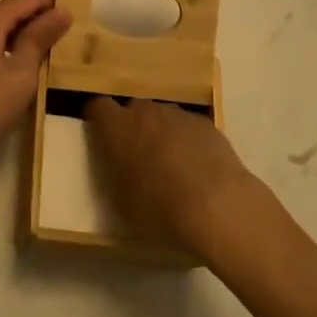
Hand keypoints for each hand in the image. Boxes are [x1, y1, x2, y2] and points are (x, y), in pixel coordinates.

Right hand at [84, 97, 272, 262]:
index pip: (97, 106)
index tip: (99, 135)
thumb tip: (118, 165)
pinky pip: (187, 127)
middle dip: (132, 127)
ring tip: (171, 165)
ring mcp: (178, 114)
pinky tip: (197, 168)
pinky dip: (187, 140)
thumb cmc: (161, 209)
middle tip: (137, 156)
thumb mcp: (123, 202)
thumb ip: (116, 173)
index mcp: (118, 128)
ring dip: (161, 132)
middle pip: (132, 109)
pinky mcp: (205, 123)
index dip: (97, 119)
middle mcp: (145, 112)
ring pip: (162, 117)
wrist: (219, 207)